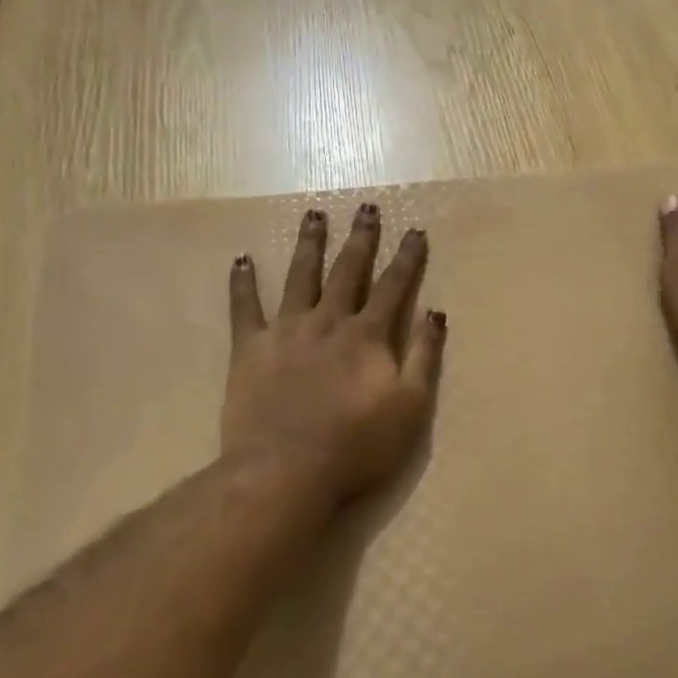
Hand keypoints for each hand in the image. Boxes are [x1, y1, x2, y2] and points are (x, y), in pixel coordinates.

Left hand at [223, 203, 446, 506]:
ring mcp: (287, 330)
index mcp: (368, 335)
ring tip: (313, 215)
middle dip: (360, 238)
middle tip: (366, 208)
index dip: (407, 258)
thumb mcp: (410, 406)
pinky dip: (243, 282)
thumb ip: (424, 356)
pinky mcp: (250, 348)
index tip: (415, 231)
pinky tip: (242, 259)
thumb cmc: (357, 445)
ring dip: (309, 244)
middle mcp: (328, 321)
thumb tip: (436, 312)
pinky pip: (245, 307)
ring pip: (300, 276)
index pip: (393, 287)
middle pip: (347, 270)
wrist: (285, 470)